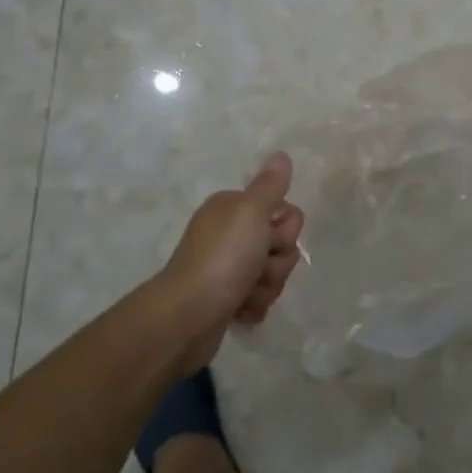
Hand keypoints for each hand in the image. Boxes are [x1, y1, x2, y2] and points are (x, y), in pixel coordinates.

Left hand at [158, 153, 303, 371]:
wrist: (186, 317)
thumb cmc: (222, 258)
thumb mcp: (250, 211)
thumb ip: (270, 184)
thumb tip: (280, 155)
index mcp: (233, 208)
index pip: (284, 211)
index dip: (285, 229)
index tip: (268, 238)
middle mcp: (229, 234)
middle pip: (281, 243)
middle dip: (278, 261)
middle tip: (258, 267)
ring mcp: (227, 268)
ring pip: (273, 273)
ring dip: (267, 286)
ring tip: (246, 293)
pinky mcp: (226, 299)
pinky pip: (259, 299)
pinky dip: (254, 306)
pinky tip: (241, 311)